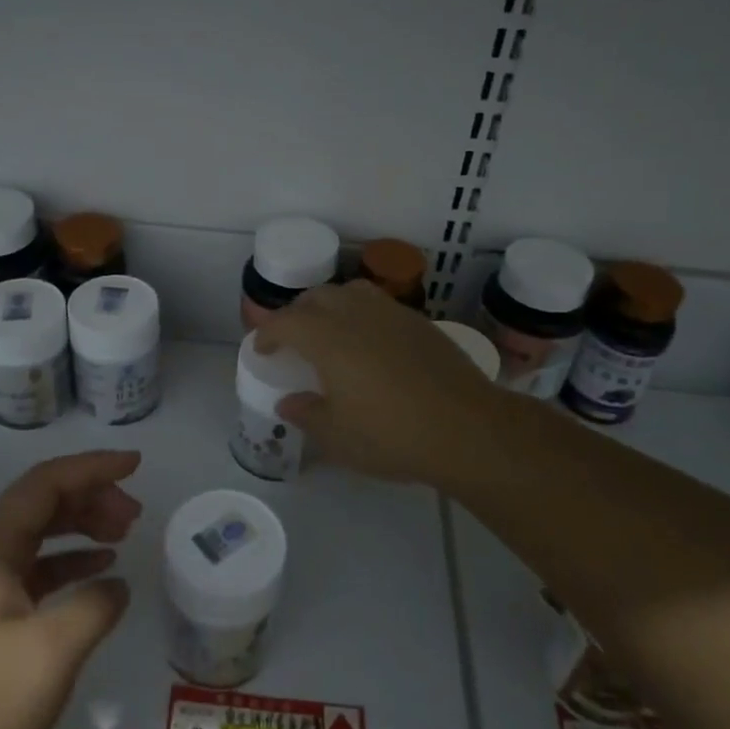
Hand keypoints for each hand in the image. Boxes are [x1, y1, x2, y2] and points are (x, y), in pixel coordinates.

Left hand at [0, 450, 142, 728]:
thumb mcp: (51, 652)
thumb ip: (94, 605)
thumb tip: (115, 585)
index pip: (44, 483)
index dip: (93, 467)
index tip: (136, 465)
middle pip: (40, 504)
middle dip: (91, 498)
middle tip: (135, 514)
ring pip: (37, 537)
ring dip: (81, 528)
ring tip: (123, 535)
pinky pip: (32, 572)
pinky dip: (67, 564)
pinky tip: (97, 574)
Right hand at [255, 282, 505, 484]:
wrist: (467, 429)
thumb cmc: (392, 435)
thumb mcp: (338, 436)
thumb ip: (307, 415)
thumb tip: (288, 403)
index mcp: (328, 339)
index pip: (287, 322)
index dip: (268, 332)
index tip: (262, 349)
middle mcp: (357, 315)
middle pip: (317, 297)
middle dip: (297, 313)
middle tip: (293, 338)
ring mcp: (392, 314)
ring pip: (351, 292)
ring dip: (331, 305)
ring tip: (330, 329)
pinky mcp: (420, 323)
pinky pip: (379, 304)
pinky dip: (361, 313)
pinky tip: (369, 341)